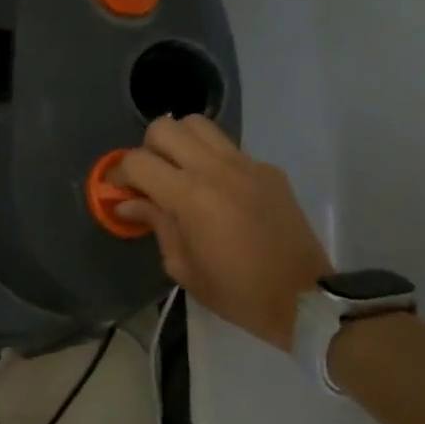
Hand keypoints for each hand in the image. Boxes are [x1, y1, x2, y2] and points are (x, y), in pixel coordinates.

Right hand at [113, 115, 330, 351]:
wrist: (304, 298)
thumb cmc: (236, 291)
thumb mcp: (182, 266)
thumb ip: (155, 224)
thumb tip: (128, 203)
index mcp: (190, 197)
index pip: (138, 161)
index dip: (119, 173)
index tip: (119, 192)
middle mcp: (216, 169)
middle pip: (166, 127)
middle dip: (148, 149)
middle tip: (151, 179)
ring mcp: (246, 164)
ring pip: (199, 125)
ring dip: (180, 143)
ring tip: (180, 173)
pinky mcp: (268, 169)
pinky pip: (229, 148)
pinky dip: (212, 159)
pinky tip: (218, 191)